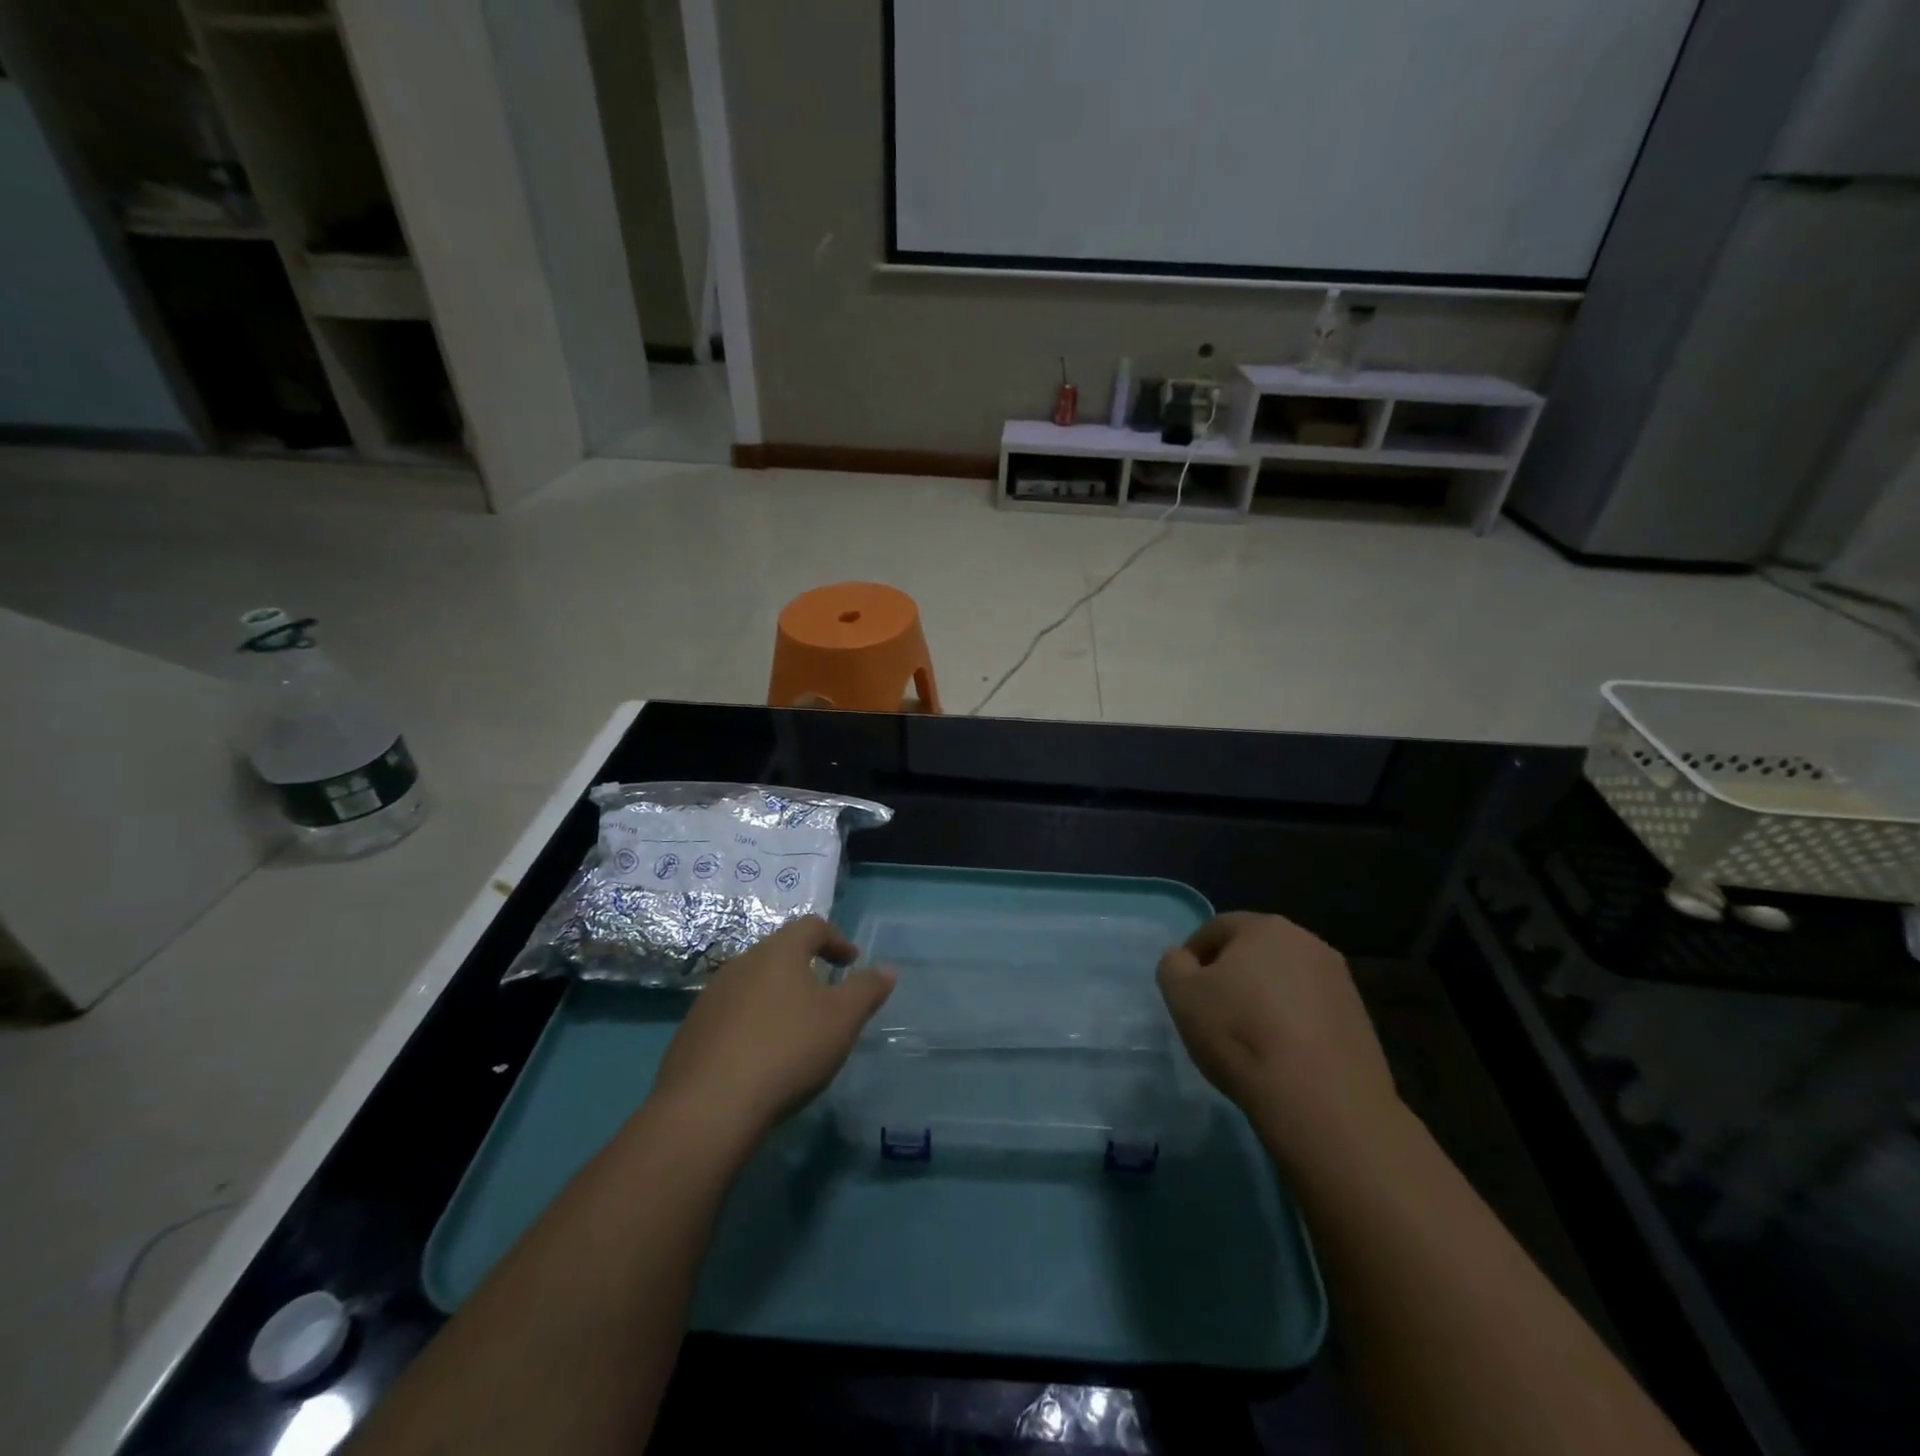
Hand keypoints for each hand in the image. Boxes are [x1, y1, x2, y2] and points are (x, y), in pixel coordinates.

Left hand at [648, 916, 894, 1142]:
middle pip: (778, 952)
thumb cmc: (787, 1049)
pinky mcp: (691, 1031)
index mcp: (778, 952)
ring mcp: (710, 997)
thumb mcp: (843, 1020)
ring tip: (793, 1028)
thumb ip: (867, 990)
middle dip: (804, 968)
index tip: (851, 962)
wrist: (709, 1106)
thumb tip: (887, 969)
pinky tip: (759, 1056)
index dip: (836, 939)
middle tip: (825, 994)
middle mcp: (741, 963)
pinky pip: (730, 1015)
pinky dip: (751, 1024)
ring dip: (776, 997)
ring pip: (752, 984)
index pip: (811, 926)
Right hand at [1157, 912, 1399, 1167]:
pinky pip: (1311, 1009)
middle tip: (1214, 1010)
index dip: (1193, 955)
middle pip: (1256, 951)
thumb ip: (1174, 965)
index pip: (1216, 928)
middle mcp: (1307, 941)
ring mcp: (1340, 980)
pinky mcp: (1360, 1018)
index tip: (1184, 989)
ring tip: (1249, 1036)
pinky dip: (1293, 1022)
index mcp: (1264, 927)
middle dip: (1232, 973)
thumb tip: (1185, 960)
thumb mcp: (1181, 995)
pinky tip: (1282, 1054)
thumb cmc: (1240, 1034)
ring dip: (1265, 997)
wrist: (1322, 1100)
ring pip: (1286, 979)